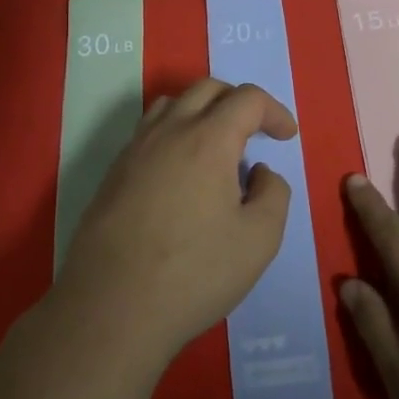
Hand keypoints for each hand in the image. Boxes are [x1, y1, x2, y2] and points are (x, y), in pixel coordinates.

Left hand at [56, 77, 295, 371]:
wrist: (111, 309)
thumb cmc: (195, 273)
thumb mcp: (260, 239)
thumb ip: (273, 194)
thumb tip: (259, 172)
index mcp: (208, 140)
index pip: (247, 99)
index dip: (275, 111)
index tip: (286, 137)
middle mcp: (168, 132)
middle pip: (206, 89)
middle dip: (239, 102)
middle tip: (256, 133)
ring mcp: (134, 151)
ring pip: (171, 104)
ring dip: (202, 111)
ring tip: (216, 146)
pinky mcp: (112, 175)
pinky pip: (147, 132)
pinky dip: (174, 134)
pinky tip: (180, 174)